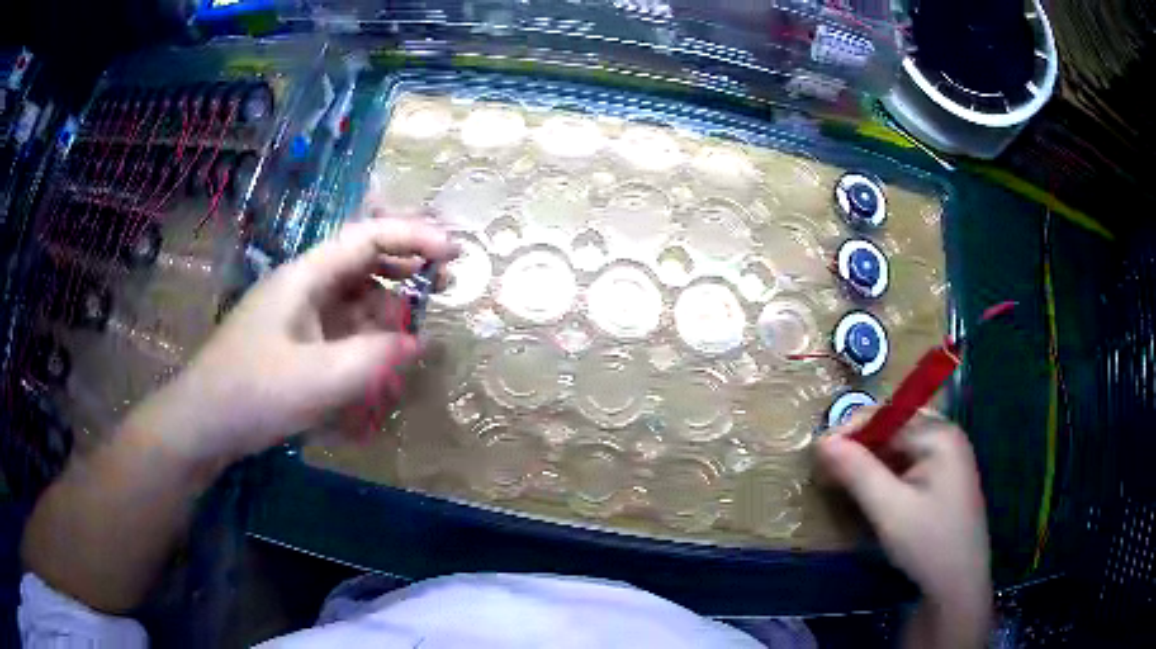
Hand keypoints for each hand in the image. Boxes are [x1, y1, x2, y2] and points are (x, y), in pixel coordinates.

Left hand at [126, 216, 457, 463]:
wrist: (204, 423)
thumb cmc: (253, 393)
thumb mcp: (317, 380)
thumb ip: (374, 358)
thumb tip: (418, 341)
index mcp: (305, 277)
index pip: (366, 238)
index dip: (412, 236)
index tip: (453, 251)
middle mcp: (304, 287)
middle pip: (362, 260)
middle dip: (406, 264)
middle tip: (447, 282)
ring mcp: (299, 316)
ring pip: (354, 296)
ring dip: (389, 305)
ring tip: (420, 326)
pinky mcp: (297, 343)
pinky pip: (342, 328)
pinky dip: (369, 336)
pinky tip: (383, 358)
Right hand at [816, 409, 991, 643]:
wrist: (959, 585)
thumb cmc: (927, 543)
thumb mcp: (889, 509)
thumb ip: (857, 471)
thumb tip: (822, 440)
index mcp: (939, 434)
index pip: (887, 417)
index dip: (851, 432)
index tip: (818, 455)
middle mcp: (947, 436)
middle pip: (894, 429)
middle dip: (861, 448)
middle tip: (830, 473)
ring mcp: (949, 457)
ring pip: (900, 448)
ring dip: (871, 462)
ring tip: (845, 484)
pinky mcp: (945, 478)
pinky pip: (910, 464)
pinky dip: (887, 475)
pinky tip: (874, 494)